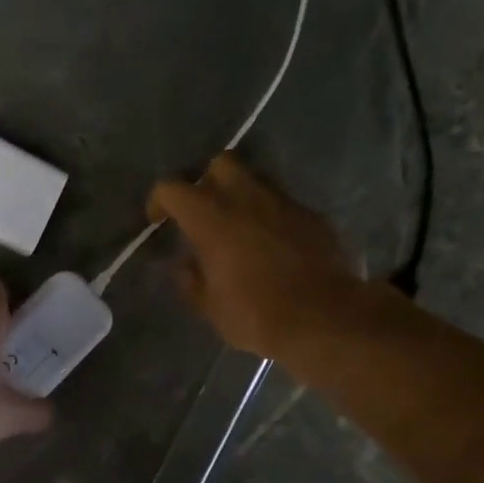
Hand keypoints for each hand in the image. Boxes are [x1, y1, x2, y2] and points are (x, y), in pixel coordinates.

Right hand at [147, 153, 368, 362]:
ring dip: (240, 197)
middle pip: (220, 164)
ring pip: (255, 180)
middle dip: (206, 181)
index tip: (158, 222)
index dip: (159, 201)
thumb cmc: (256, 315)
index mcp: (212, 221)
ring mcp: (284, 204)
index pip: (173, 189)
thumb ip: (191, 281)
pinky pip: (283, 205)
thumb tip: (183, 266)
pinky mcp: (312, 216)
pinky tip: (271, 246)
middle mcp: (247, 200)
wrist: (325, 318)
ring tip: (237, 228)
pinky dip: (270, 217)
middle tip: (203, 212)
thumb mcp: (210, 307)